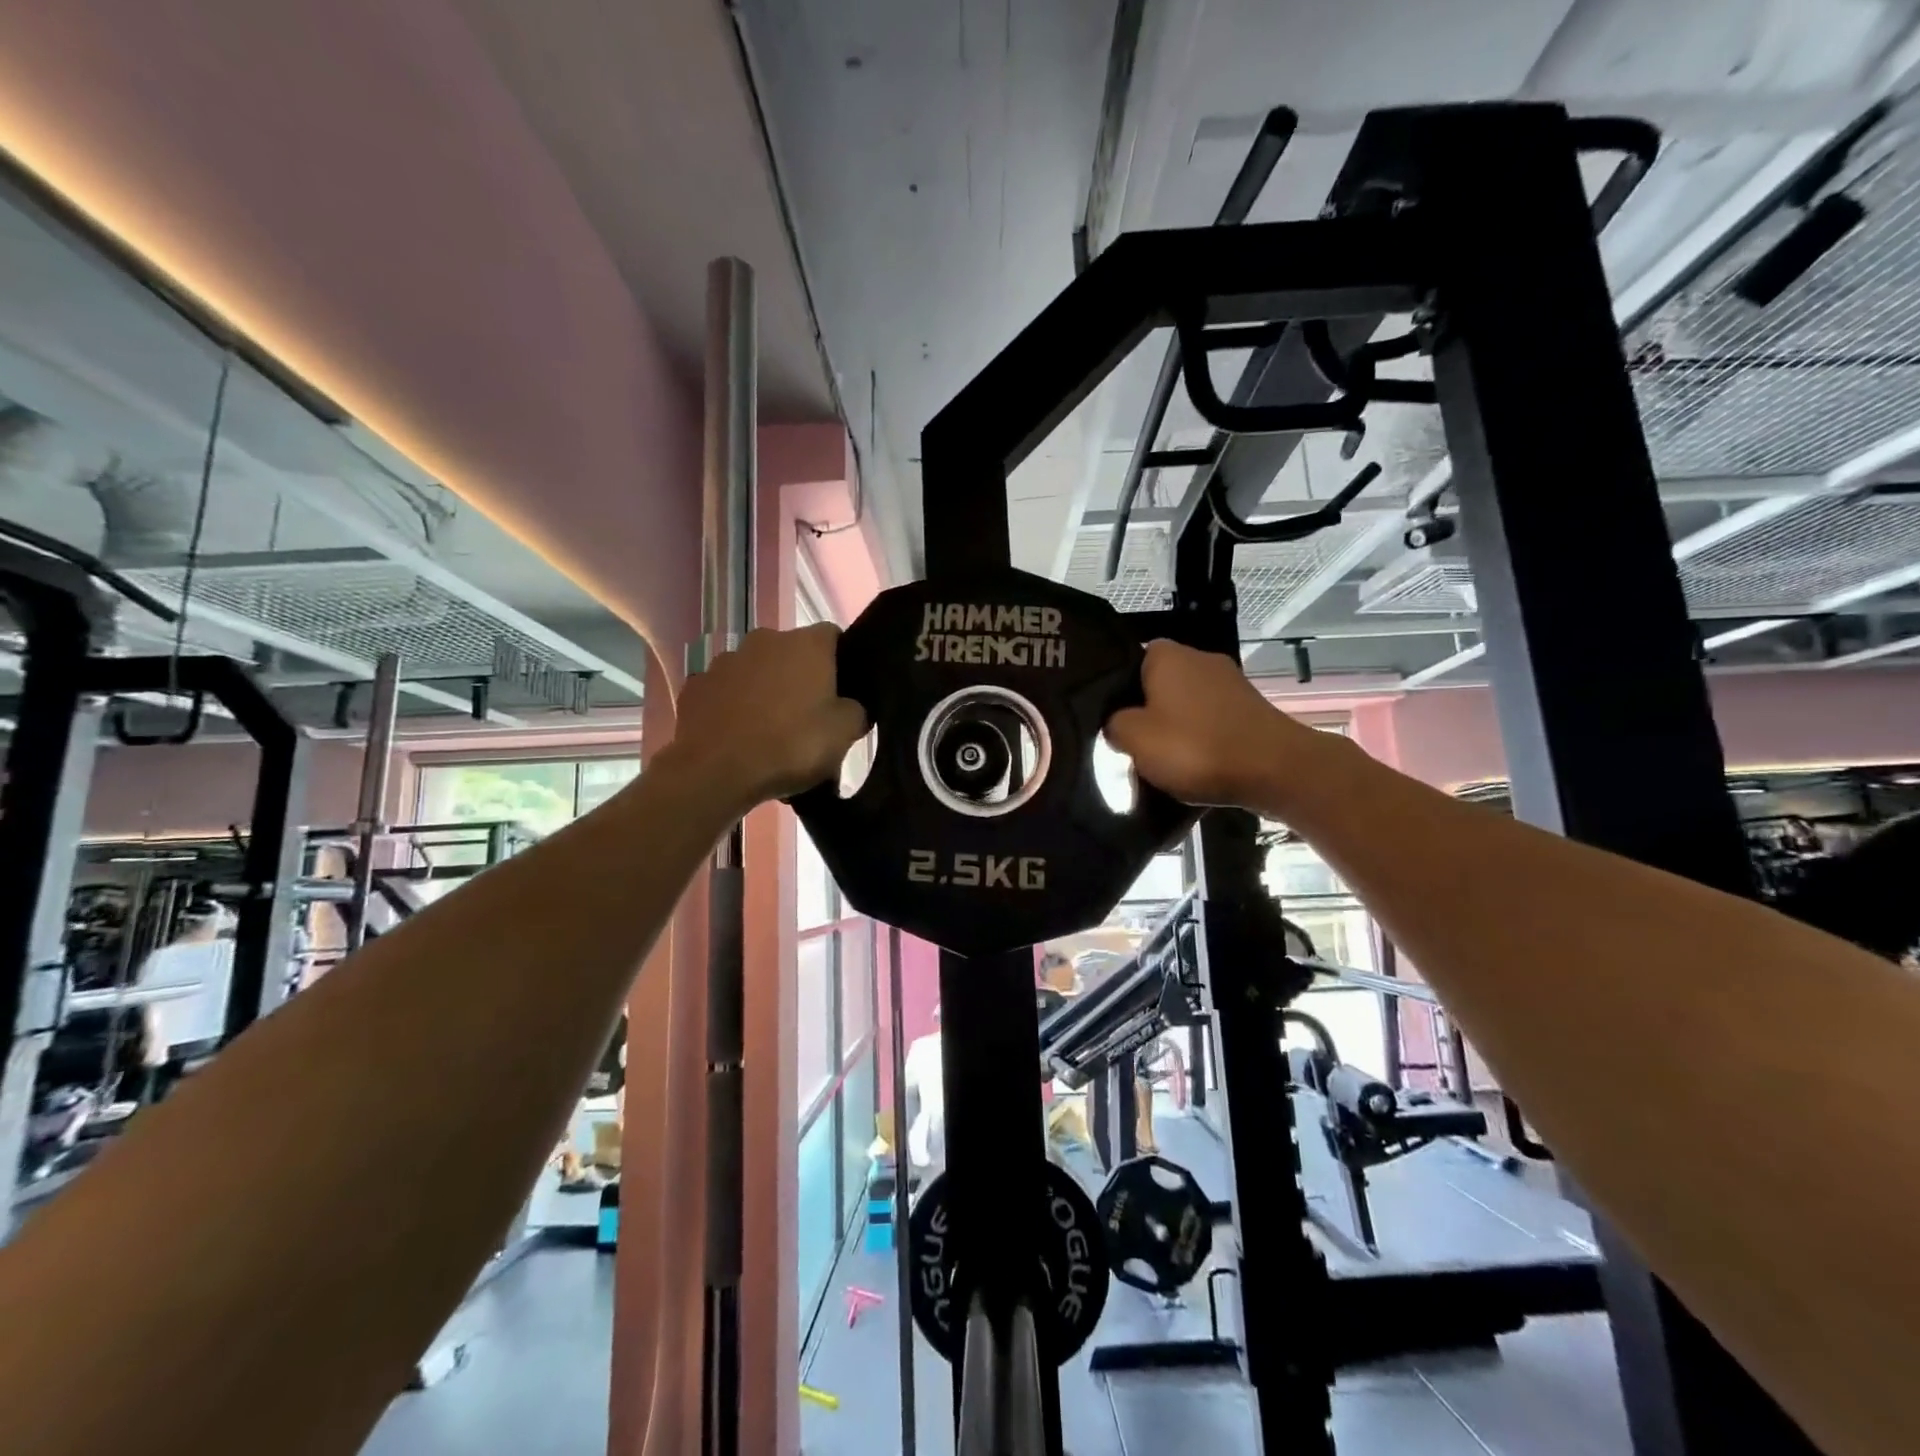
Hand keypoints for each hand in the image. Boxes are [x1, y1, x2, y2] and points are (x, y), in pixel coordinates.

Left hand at [669, 624, 867, 809]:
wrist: (715, 772)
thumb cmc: (791, 745)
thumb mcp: (845, 733)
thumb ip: (856, 710)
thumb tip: (850, 706)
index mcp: (807, 644)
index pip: (833, 637)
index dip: (841, 662)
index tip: (842, 693)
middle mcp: (765, 640)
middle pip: (792, 654)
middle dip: (800, 679)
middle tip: (808, 718)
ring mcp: (725, 661)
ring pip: (756, 672)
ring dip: (765, 692)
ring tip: (769, 733)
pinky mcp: (696, 686)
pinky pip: (725, 693)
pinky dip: (733, 708)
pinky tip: (739, 738)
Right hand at [1106, 640, 1324, 810]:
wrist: (1275, 770)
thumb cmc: (1195, 748)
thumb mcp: (1134, 739)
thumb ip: (1114, 724)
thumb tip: (1117, 722)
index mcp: (1166, 655)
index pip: (1128, 663)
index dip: (1117, 693)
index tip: (1111, 722)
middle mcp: (1199, 657)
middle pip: (1158, 684)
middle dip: (1147, 712)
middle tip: (1134, 745)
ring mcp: (1230, 681)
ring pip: (1186, 703)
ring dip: (1176, 728)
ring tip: (1165, 760)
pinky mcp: (1250, 707)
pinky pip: (1212, 720)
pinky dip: (1203, 738)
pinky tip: (1197, 763)